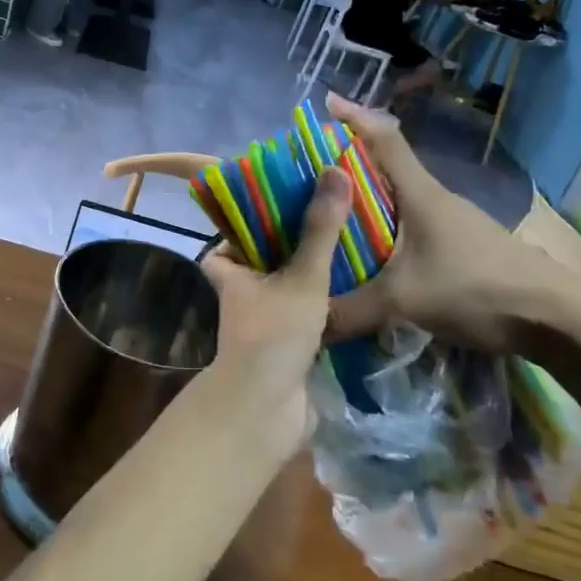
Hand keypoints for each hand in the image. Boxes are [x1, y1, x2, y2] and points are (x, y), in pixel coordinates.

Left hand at [200, 167, 351, 449]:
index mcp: (231, 272)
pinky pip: (303, 313)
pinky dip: (321, 302)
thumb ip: (319, 228)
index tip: (277, 203)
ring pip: (284, 288)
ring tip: (346, 245)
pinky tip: (353, 288)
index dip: (245, 224)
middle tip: (325, 217)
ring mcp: (263, 322)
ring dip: (307, 273)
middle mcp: (242, 295)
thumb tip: (334, 171)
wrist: (266, 409)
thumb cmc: (274, 333)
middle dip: (289, 244)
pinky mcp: (286, 346)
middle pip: (262, 261)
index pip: (227, 241)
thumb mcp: (301, 276)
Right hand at [321, 94, 580, 357]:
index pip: (385, 140)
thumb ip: (351, 312)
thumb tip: (309, 326)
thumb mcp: (404, 301)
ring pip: (400, 202)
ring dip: (369, 203)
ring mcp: (456, 223)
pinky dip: (388, 231)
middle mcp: (436, 199)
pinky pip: (414, 227)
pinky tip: (376, 258)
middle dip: (350, 166)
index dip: (355, 117)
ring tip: (334, 221)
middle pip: (387, 170)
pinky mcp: (466, 247)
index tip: (327, 101)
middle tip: (311, 177)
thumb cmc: (476, 290)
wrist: (560, 321)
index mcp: (420, 194)